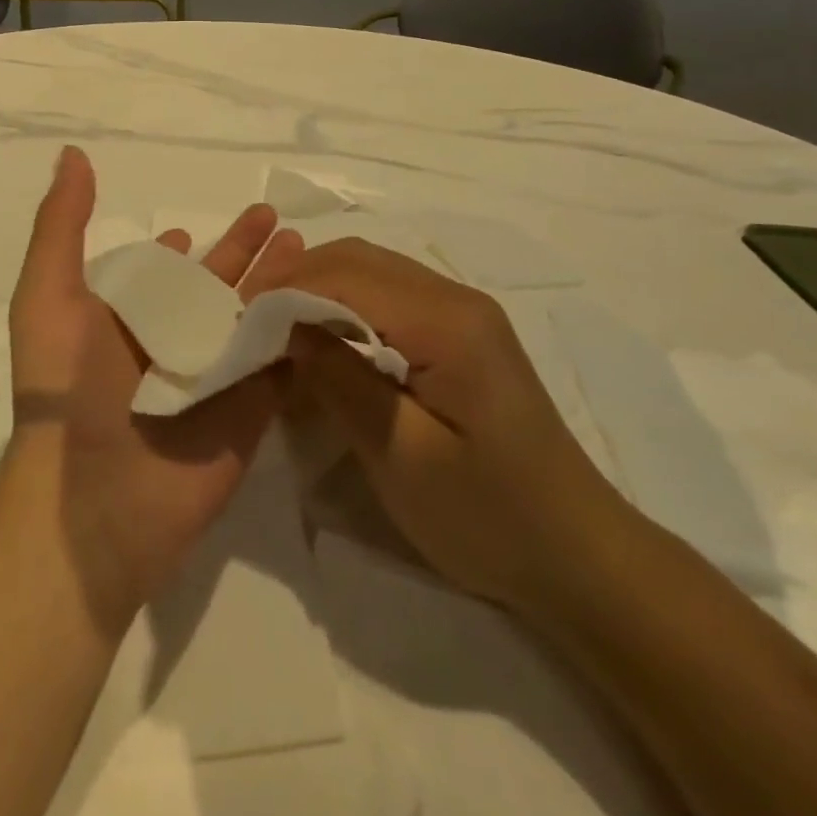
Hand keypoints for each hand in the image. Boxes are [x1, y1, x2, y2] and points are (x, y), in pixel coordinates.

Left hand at [3, 147, 304, 628]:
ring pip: (255, 318)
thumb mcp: (48, 294)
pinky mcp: (253, 411)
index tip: (192, 227)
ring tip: (307, 248)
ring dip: (280, 283)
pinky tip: (329, 298)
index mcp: (127, 319)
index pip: (160, 275)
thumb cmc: (67, 389)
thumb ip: (62, 225)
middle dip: (244, 254)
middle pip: (218, 288)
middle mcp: (173, 344)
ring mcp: (216, 378)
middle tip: (277, 221)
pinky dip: (304, 332)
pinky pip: (284, 363)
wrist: (95, 500)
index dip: (178, 250)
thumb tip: (73, 154)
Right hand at [267, 237, 625, 611]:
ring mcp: (463, 312)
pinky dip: (345, 307)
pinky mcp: (462, 334)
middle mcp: (456, 298)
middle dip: (295, 282)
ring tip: (278, 333)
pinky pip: (389, 297)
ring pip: (371, 271)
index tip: (237, 325)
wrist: (579, 557)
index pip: (345, 275)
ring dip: (318, 291)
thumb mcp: (400, 455)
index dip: (284, 291)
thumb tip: (283, 325)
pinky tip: (325, 344)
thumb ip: (339, 379)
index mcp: (447, 321)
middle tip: (251, 326)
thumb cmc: (488, 516)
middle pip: (357, 258)